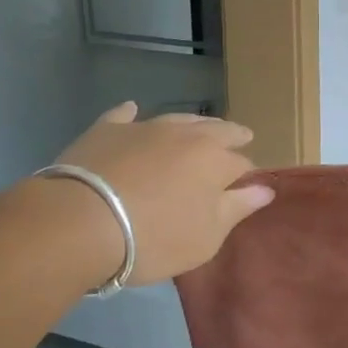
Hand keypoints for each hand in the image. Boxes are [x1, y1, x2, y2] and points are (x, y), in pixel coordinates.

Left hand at [52, 103, 272, 285]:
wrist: (80, 222)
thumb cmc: (154, 237)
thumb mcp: (206, 236)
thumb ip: (238, 208)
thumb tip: (266, 188)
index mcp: (216, 160)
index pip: (242, 164)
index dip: (247, 175)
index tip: (247, 185)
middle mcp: (186, 135)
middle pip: (217, 130)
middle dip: (232, 135)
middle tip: (240, 137)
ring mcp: (145, 128)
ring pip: (178, 118)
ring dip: (193, 124)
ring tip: (200, 127)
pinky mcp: (106, 130)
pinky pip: (123, 115)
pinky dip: (131, 114)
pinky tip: (132, 110)